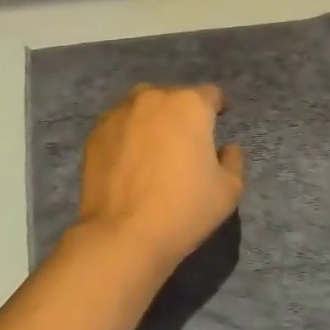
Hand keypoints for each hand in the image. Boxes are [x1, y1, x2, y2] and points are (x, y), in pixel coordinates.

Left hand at [69, 84, 244, 274]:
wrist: (122, 234)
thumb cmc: (183, 209)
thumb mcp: (228, 190)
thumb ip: (233, 161)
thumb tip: (226, 148)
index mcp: (189, 105)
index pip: (210, 94)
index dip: (217, 107)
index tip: (218, 120)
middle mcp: (153, 98)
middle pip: (174, 98)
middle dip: (182, 114)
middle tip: (185, 142)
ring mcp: (120, 112)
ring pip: (143, 107)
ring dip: (152, 120)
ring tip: (154, 148)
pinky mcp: (96, 132)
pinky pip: (119, 125)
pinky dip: (127, 135)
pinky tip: (129, 161)